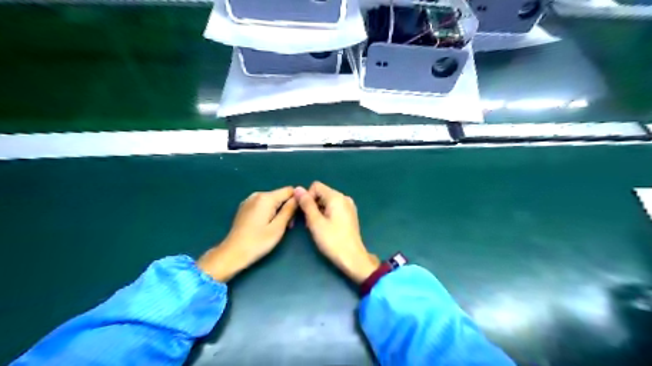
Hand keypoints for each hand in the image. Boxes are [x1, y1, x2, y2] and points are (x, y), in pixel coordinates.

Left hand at [198, 188, 296, 281]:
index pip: (289, 190)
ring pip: (272, 201)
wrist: (232, 254)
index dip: (297, 201)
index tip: (296, 216)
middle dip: (287, 208)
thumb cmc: (258, 242)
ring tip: (276, 228)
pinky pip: (263, 205)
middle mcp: (257, 195)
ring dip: (278, 212)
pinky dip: (269, 212)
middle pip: (280, 196)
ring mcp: (249, 200)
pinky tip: (266, 226)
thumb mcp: (278, 227)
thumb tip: (298, 197)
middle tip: (287, 227)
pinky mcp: (245, 208)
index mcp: (266, 198)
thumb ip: (289, 210)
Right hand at [294, 181, 380, 282]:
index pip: (316, 186)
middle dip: (312, 205)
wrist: (352, 258)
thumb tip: (298, 188)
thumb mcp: (315, 222)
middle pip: (322, 193)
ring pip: (327, 201)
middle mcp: (344, 198)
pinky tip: (326, 227)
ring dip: (319, 211)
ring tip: (317, 227)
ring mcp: (349, 206)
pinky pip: (334, 208)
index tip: (305, 213)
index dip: (307, 197)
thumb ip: (306, 204)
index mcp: (336, 197)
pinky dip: (327, 214)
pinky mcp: (350, 215)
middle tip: (310, 223)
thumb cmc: (332, 240)